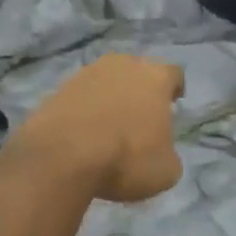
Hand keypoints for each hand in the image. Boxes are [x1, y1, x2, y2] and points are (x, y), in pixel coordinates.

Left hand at [12, 54, 184, 201]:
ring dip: (110, 98)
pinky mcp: (59, 87)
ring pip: (107, 80)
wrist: (63, 155)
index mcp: (155, 77)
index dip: (175, 89)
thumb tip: (162, 153)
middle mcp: (123, 65)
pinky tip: (83, 133)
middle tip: (140, 117)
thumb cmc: (126, 158)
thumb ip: (169, 154)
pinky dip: (85, 109)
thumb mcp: (165, 171)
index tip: (172, 105)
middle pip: (138, 72)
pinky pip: (81, 95)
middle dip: (140, 91)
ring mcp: (88, 73)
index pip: (174, 74)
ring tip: (108, 127)